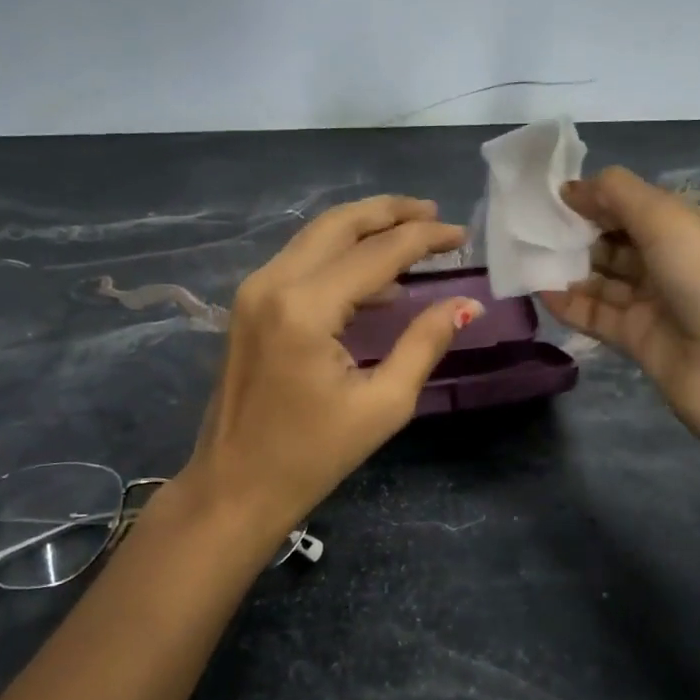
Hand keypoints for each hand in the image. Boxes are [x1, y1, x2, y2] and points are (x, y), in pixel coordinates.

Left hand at [178, 195, 483, 560]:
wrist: (234, 488)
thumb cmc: (312, 456)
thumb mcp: (384, 404)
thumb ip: (425, 343)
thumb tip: (465, 303)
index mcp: (306, 308)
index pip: (378, 252)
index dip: (425, 238)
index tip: (462, 234)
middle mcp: (274, 282)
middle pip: (340, 223)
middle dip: (391, 211)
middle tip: (435, 214)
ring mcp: (254, 290)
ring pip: (317, 235)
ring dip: (365, 227)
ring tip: (413, 233)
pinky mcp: (249, 303)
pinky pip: (301, 260)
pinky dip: (340, 253)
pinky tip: (375, 274)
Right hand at [539, 167, 699, 440]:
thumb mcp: (666, 219)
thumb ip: (617, 195)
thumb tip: (572, 187)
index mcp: (690, 228)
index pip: (636, 206)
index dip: (598, 199)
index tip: (555, 197)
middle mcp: (672, 262)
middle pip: (616, 241)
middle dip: (578, 233)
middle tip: (536, 228)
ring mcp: (654, 302)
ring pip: (603, 279)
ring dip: (569, 268)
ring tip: (530, 257)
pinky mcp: (636, 337)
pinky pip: (596, 315)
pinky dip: (569, 304)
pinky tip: (540, 291)